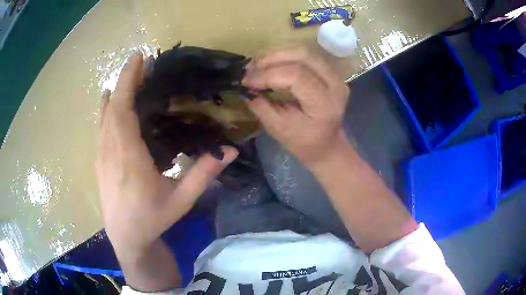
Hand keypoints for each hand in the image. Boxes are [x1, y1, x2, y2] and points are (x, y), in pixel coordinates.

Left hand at [95, 54, 237, 254]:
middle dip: (125, 79)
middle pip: (112, 105)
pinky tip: (111, 103)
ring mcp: (100, 155)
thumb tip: (232, 149)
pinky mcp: (98, 161)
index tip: (139, 58)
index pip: (123, 108)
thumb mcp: (181, 200)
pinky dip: (106, 108)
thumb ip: (204, 173)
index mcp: (128, 156)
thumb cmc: (152, 219)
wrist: (126, 239)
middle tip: (141, 63)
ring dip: (115, 92)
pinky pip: (100, 127)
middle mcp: (110, 150)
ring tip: (130, 78)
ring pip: (103, 115)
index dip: (129, 80)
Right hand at [242, 47, 349, 166]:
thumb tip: (247, 90)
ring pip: (304, 51)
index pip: (297, 76)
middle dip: (272, 58)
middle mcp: (335, 84)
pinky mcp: (330, 72)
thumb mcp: (280, 131)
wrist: (327, 145)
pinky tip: (270, 63)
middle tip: (250, 68)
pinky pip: (306, 56)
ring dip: (277, 54)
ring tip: (256, 64)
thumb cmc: (305, 143)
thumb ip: (263, 109)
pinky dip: (285, 56)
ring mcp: (335, 75)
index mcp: (325, 103)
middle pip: (303, 56)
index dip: (268, 75)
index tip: (247, 81)